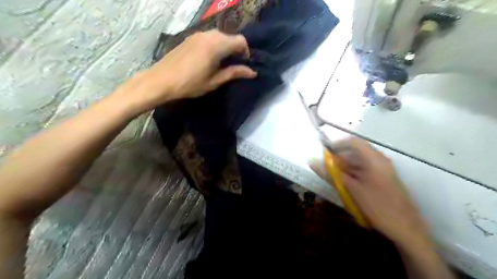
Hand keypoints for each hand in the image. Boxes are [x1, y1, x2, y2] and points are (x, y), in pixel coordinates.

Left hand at [114, 28, 257, 112]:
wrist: (161, 80)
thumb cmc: (190, 84)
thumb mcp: (215, 81)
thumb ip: (234, 73)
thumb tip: (252, 72)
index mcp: (216, 45)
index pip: (240, 41)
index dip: (246, 52)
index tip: (243, 65)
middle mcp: (208, 35)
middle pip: (230, 37)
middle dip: (236, 50)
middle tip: (234, 66)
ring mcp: (198, 35)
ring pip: (219, 36)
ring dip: (225, 47)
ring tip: (222, 64)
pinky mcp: (190, 38)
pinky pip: (209, 38)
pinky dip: (215, 45)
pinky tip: (209, 59)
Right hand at [310, 139, 431, 245]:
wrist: (406, 228)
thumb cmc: (377, 205)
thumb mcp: (351, 189)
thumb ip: (331, 174)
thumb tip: (313, 162)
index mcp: (373, 159)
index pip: (353, 142)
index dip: (337, 144)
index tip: (325, 152)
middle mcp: (380, 161)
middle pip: (356, 152)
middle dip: (339, 158)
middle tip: (326, 168)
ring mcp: (383, 170)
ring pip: (360, 163)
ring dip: (345, 168)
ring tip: (333, 178)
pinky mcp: (384, 180)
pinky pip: (365, 171)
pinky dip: (353, 175)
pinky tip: (346, 185)